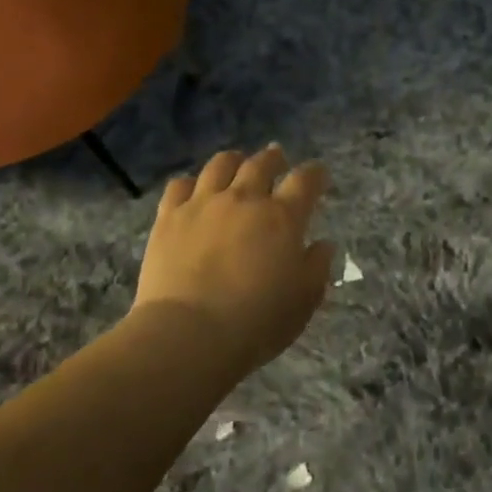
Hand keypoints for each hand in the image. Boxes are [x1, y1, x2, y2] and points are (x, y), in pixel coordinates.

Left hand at [133, 145, 334, 371]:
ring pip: (220, 165)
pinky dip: (191, 183)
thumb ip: (316, 267)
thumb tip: (322, 244)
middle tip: (278, 157)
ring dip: (234, 161)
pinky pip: (180, 185)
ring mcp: (203, 204)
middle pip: (261, 163)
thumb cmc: (256, 322)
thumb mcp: (303, 301)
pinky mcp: (170, 216)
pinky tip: (194, 189)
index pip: (305, 181)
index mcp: (282, 218)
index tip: (319, 174)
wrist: (189, 334)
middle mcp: (244, 199)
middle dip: (274, 158)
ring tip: (237, 163)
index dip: (315, 174)